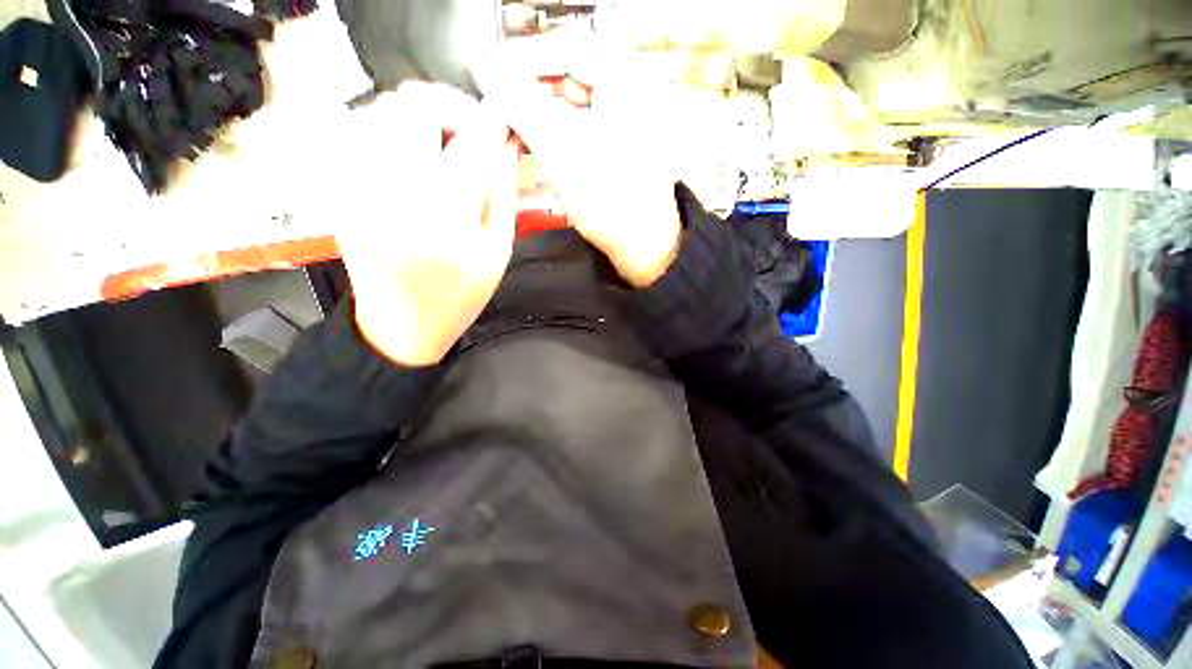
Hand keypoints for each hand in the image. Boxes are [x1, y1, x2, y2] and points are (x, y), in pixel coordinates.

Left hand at [334, 82, 517, 366]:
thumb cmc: (459, 295)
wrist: (400, 325)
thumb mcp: (498, 252)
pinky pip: (358, 132)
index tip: (501, 118)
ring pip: (381, 111)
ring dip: (418, 114)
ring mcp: (356, 188)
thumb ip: (504, 192)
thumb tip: (505, 141)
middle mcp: (394, 194)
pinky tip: (410, 155)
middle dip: (449, 105)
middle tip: (469, 129)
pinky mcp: (339, 189)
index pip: (470, 143)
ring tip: (441, 142)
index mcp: (445, 220)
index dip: (489, 120)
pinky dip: (390, 129)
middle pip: (413, 106)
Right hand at [473, 37, 682, 287]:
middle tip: (497, 102)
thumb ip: (524, 105)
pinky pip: (576, 128)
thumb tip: (487, 68)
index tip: (488, 72)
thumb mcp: (564, 151)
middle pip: (565, 75)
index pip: (561, 50)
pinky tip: (536, 142)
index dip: (520, 58)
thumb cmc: (612, 201)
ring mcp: (620, 125)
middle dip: (528, 87)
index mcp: (622, 84)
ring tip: (511, 125)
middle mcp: (624, 95)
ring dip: (538, 111)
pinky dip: (553, 132)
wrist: (644, 245)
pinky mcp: (613, 149)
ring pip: (569, 103)